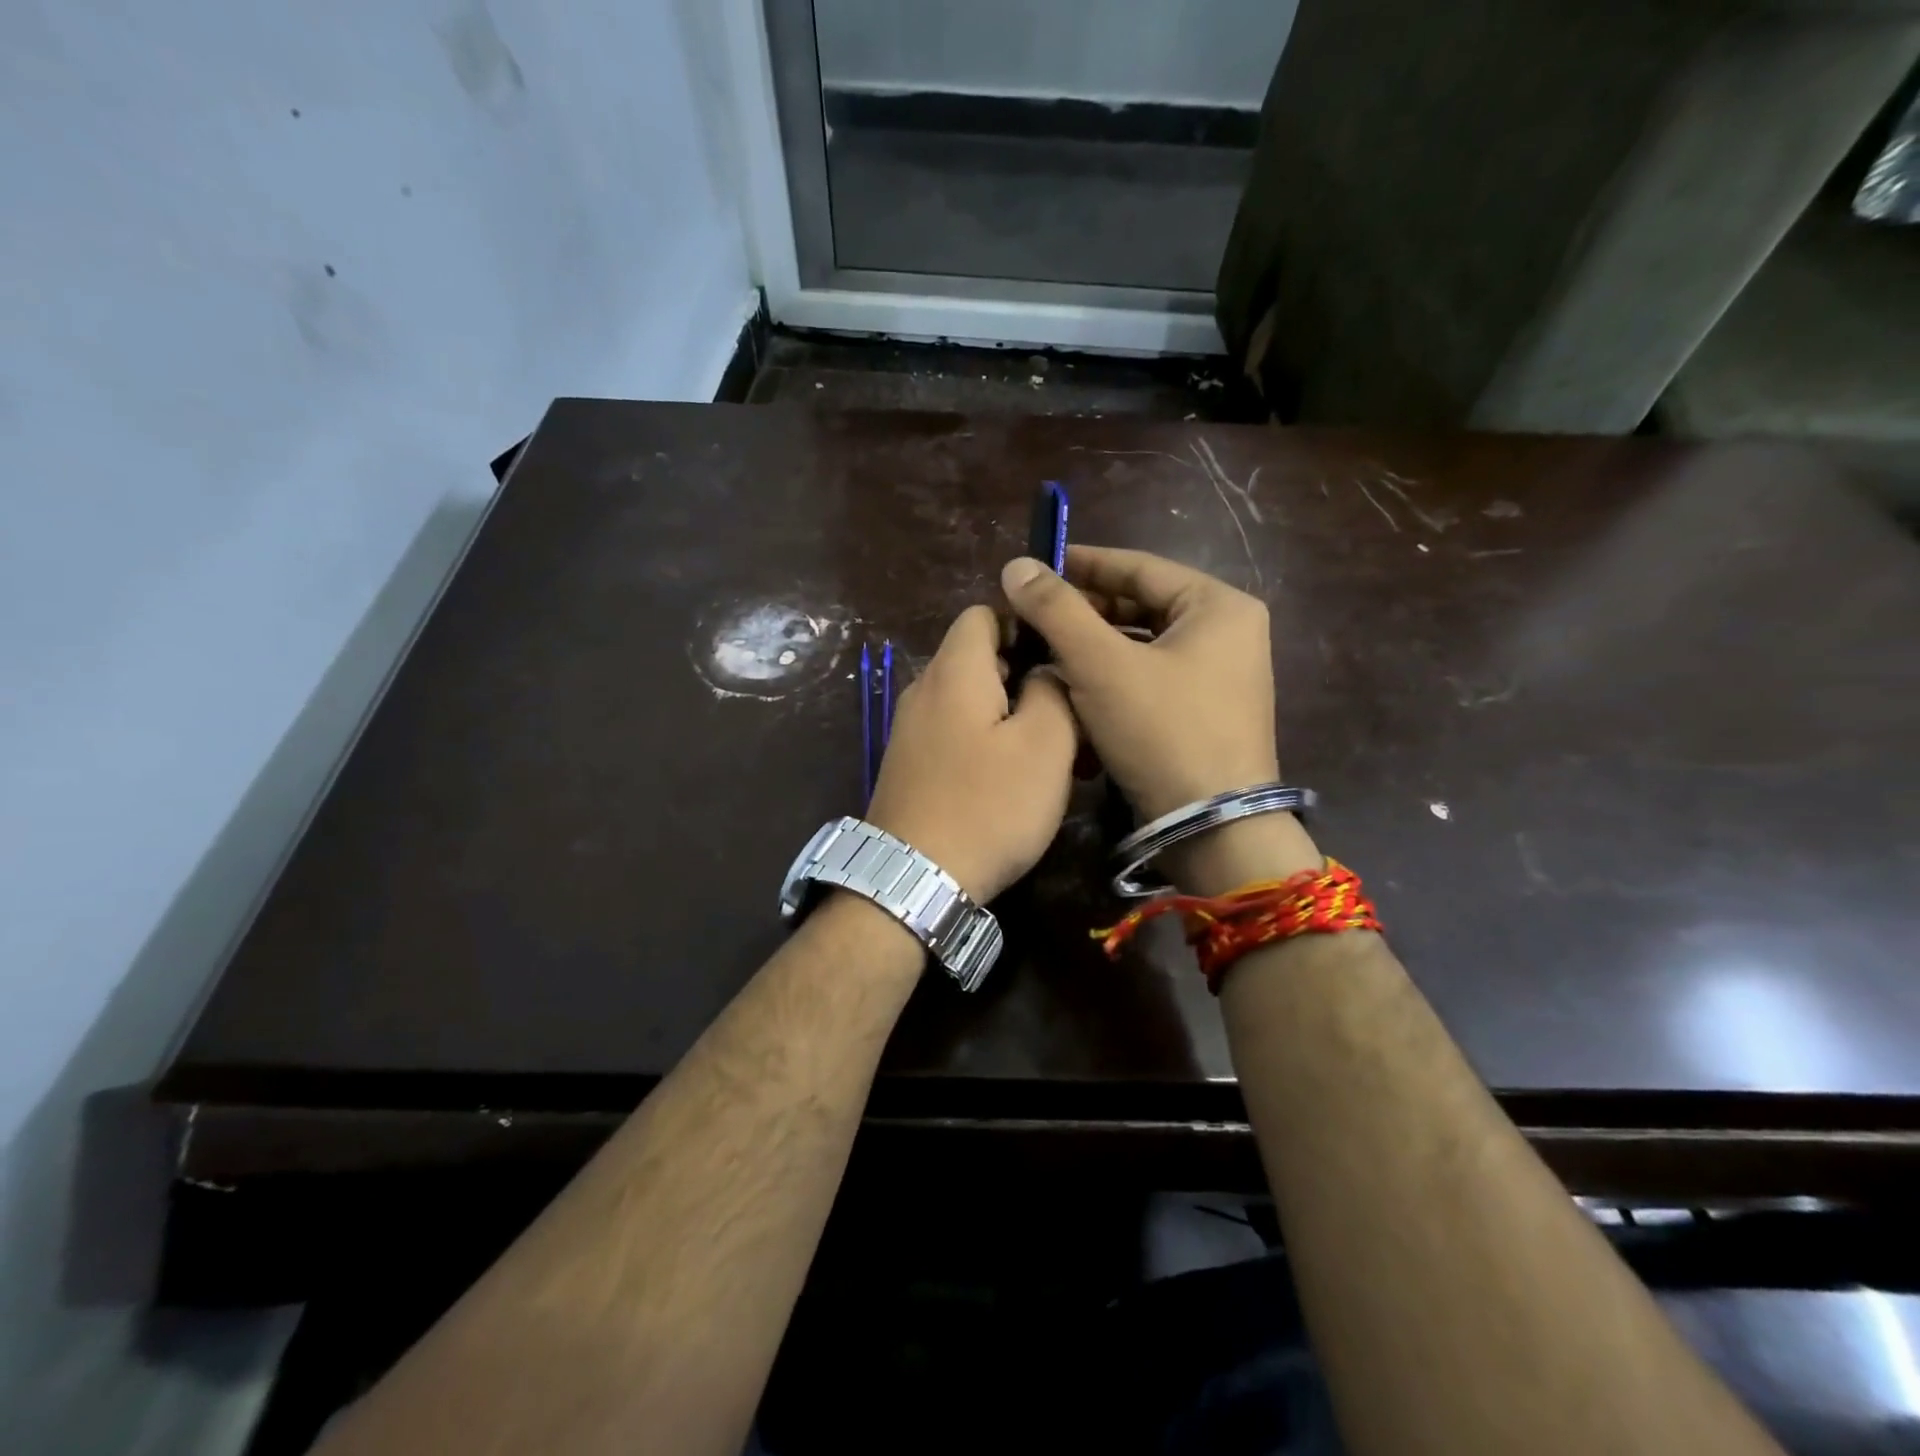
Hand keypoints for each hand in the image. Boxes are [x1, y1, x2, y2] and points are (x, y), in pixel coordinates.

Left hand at [865, 605, 1076, 902]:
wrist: (913, 880)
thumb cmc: (988, 806)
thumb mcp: (1044, 745)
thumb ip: (1053, 690)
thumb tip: (1046, 669)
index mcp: (954, 671)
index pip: (984, 612)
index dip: (1025, 624)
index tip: (1061, 656)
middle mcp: (923, 690)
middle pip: (978, 657)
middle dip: (1025, 674)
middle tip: (1068, 711)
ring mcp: (910, 729)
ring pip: (969, 699)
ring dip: (1010, 713)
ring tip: (1050, 751)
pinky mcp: (909, 764)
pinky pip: (954, 732)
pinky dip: (986, 740)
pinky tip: (1012, 777)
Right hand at [1001, 545, 1278, 817]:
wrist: (1212, 828)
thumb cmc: (1162, 732)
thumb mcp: (1101, 665)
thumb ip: (1057, 611)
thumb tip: (1016, 566)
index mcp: (1219, 607)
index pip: (1140, 568)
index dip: (1084, 564)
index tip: (1036, 566)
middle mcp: (1229, 634)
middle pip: (1142, 607)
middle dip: (1085, 612)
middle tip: (1034, 616)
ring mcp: (1221, 677)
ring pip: (1143, 647)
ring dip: (1094, 648)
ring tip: (1045, 652)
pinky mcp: (1206, 713)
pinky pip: (1151, 679)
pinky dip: (1113, 678)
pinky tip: (1075, 688)